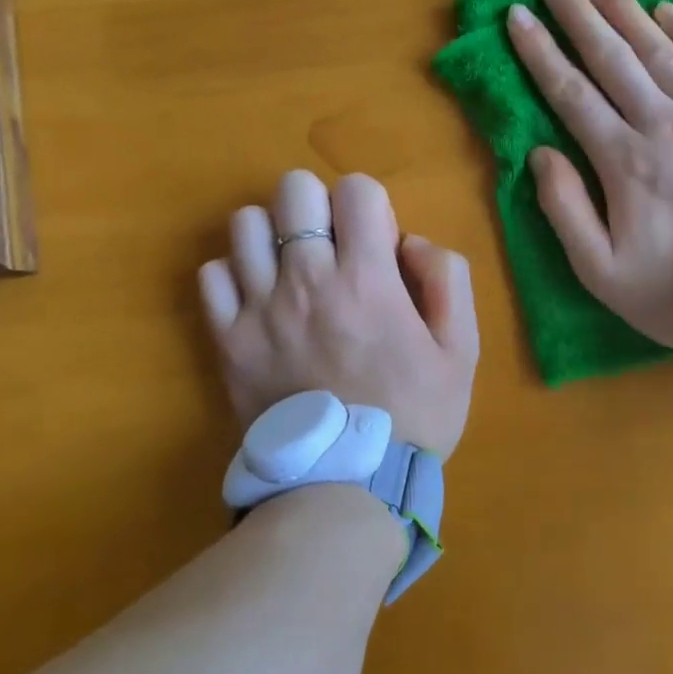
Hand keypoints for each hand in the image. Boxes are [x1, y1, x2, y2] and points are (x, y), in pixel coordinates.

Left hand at [197, 170, 479, 454]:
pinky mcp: (227, 340)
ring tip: (293, 270)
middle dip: (319, 205)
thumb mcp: (461, 350)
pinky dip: (235, 275)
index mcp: (367, 278)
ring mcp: (259, 309)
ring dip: (275, 235)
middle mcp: (307, 281)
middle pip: (294, 189)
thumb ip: (447, 279)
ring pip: (247, 223)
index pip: (356, 188)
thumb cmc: (413, 415)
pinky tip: (259, 298)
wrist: (345, 485)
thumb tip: (409, 241)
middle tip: (333, 247)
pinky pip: (212, 274)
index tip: (376, 245)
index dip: (370, 205)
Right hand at [507, 0, 672, 348]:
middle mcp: (666, 124)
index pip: (571, 93)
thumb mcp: (602, 273)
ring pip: (661, 50)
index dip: (540, 52)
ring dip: (626, 11)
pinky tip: (669, 11)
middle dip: (577, 14)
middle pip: (613, 57)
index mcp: (625, 162)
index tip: (517, 16)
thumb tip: (541, 153)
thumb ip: (565, 210)